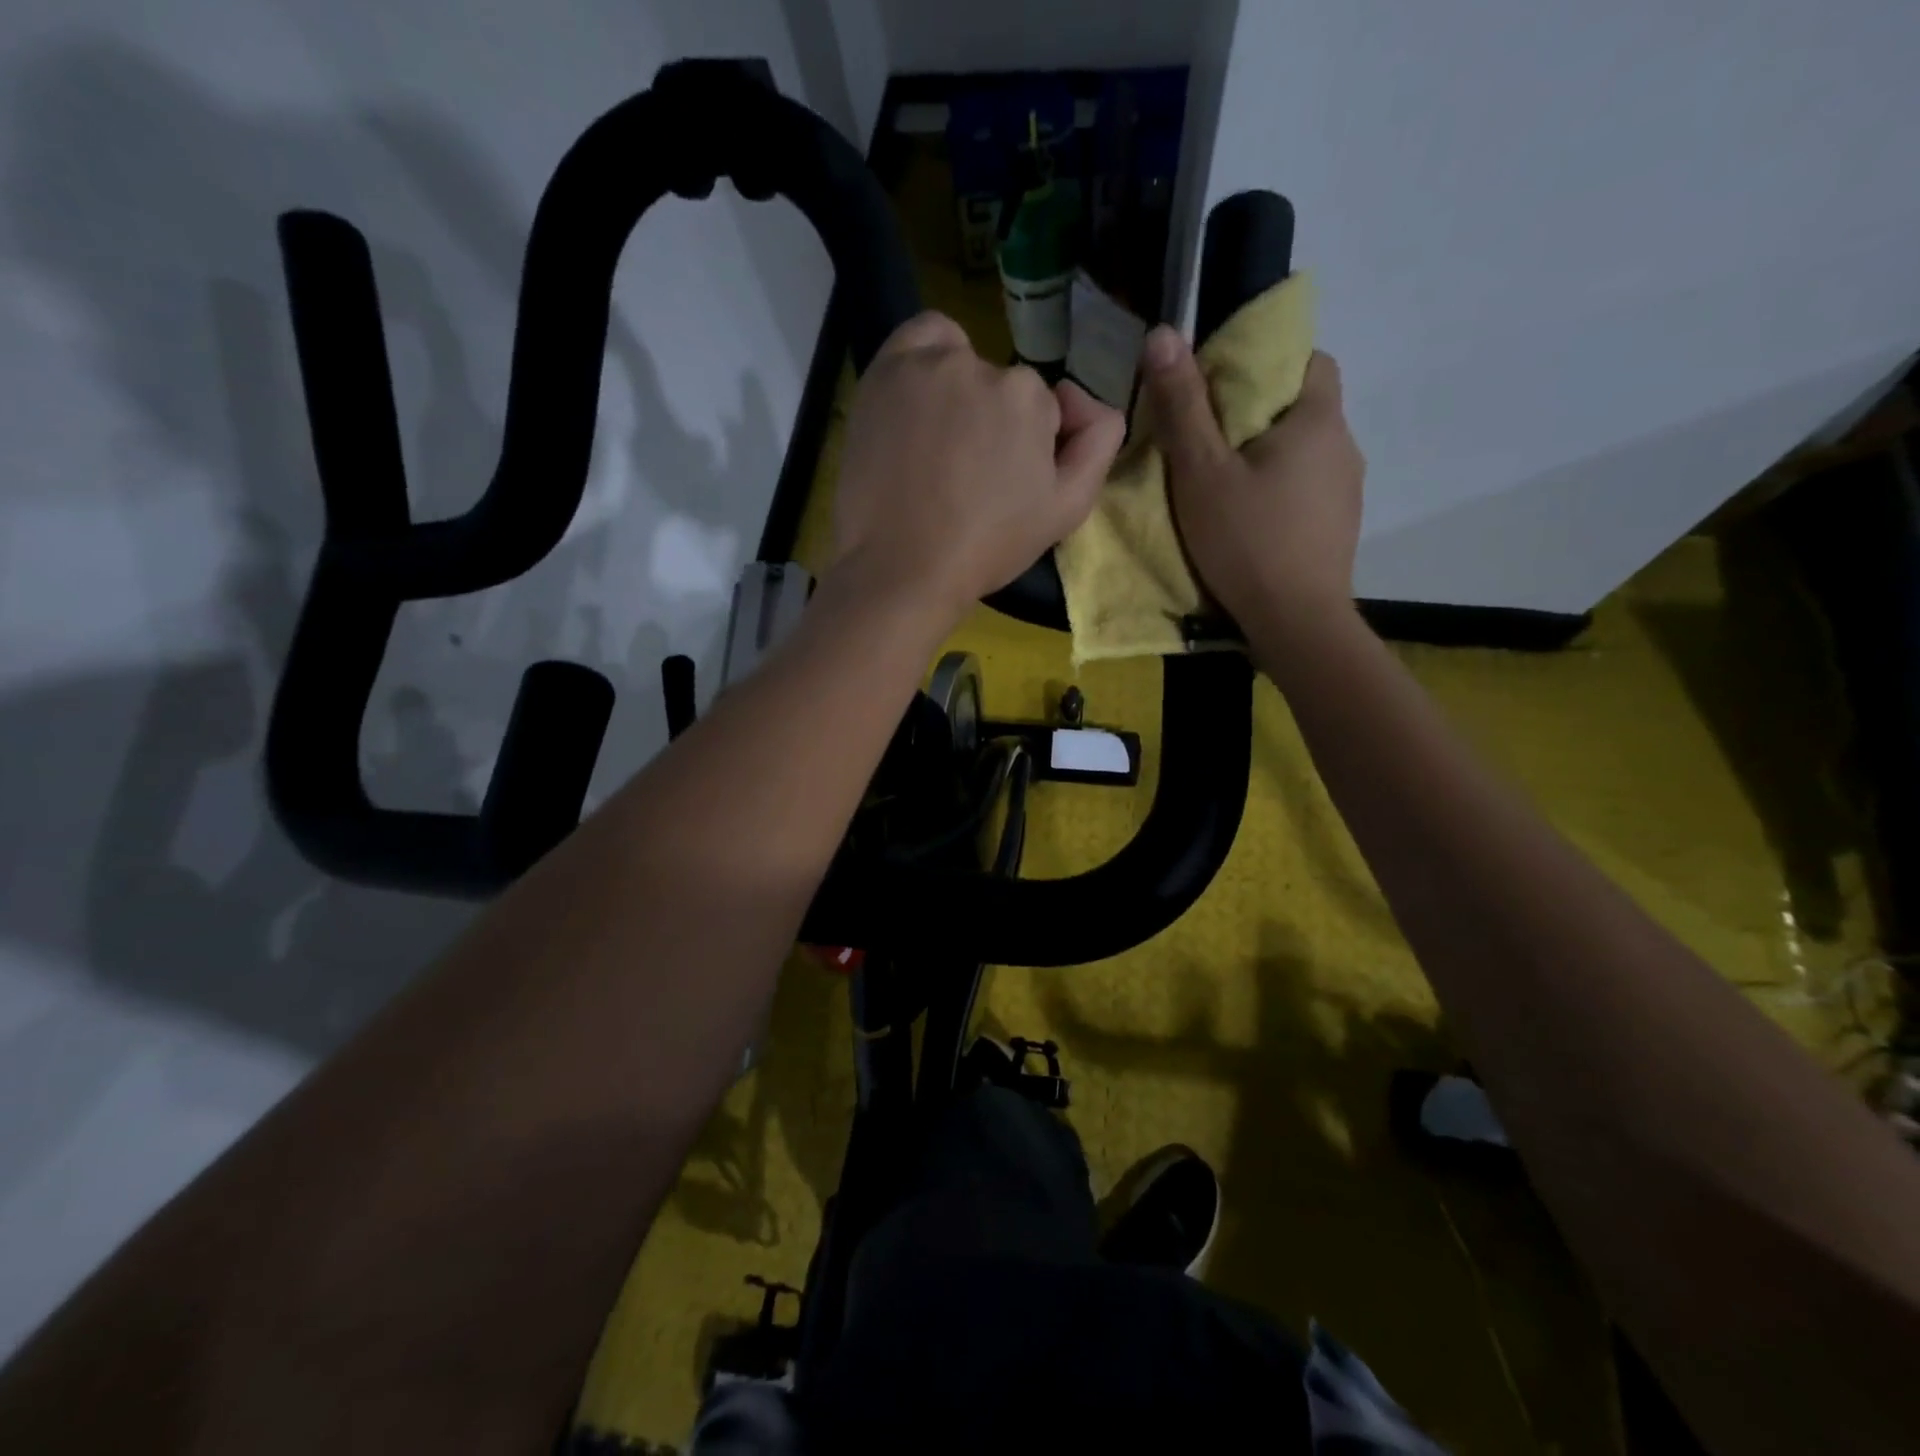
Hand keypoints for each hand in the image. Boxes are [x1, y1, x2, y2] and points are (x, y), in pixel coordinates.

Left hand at [832, 312, 1124, 624]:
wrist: (901, 567)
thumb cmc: (987, 547)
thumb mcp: (1066, 509)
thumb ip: (1097, 443)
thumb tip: (1084, 398)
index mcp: (1029, 397)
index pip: (1039, 407)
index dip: (1026, 446)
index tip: (1004, 484)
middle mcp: (980, 366)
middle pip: (999, 384)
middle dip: (992, 421)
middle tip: (966, 474)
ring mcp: (925, 366)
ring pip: (959, 362)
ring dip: (958, 393)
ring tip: (937, 446)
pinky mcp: (882, 374)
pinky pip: (917, 340)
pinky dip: (924, 361)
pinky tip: (918, 404)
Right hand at [1141, 326, 1363, 634]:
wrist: (1296, 624)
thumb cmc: (1247, 541)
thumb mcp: (1201, 473)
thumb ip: (1183, 407)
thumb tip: (1163, 333)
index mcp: (1318, 420)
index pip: (1308, 359)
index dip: (1266, 363)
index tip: (1222, 389)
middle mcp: (1344, 446)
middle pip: (1303, 407)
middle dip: (1258, 414)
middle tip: (1208, 441)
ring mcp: (1347, 491)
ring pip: (1304, 453)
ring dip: (1268, 457)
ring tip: (1224, 486)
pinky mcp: (1339, 528)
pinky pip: (1308, 491)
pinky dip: (1280, 492)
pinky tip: (1250, 522)